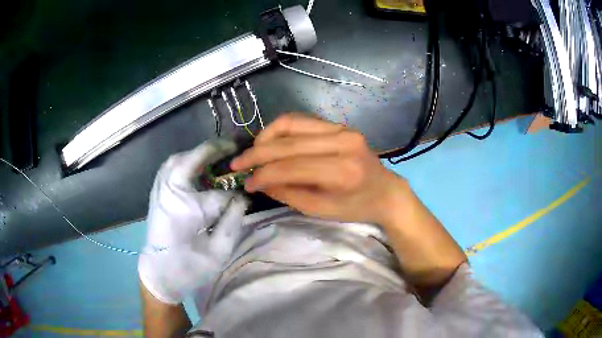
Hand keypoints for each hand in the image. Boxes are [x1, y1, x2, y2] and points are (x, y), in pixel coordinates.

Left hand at [139, 139, 248, 303]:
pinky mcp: (156, 193)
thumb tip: (243, 197)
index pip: (219, 195)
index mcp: (185, 209)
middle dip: (214, 150)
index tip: (247, 197)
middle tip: (235, 148)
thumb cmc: (189, 268)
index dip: (235, 196)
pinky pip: (170, 168)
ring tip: (218, 156)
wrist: (159, 275)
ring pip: (177, 160)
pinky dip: (185, 162)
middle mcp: (168, 192)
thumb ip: (232, 221)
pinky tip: (197, 168)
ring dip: (198, 154)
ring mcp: (159, 190)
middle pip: (191, 160)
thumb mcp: (218, 252)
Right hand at [231, 113, 408, 224]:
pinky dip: (280, 129)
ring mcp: (342, 129)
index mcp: (341, 172)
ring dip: (266, 136)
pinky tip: (270, 141)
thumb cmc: (355, 207)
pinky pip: (301, 121)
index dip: (263, 174)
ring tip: (253, 152)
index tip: (245, 182)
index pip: (290, 167)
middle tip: (237, 164)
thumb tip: (258, 180)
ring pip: (291, 123)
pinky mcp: (339, 125)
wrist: (386, 191)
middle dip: (256, 153)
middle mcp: (342, 143)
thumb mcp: (320, 210)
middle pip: (288, 142)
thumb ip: (288, 193)